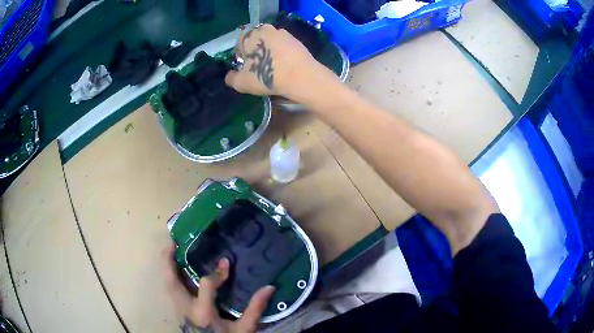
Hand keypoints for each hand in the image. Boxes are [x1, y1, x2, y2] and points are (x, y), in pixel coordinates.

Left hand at [163, 243, 274, 332]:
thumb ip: (255, 309)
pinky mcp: (177, 311)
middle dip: (168, 259)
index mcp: (203, 312)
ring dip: (167, 265)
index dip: (217, 273)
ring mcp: (178, 309)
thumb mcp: (244, 329)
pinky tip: (177, 269)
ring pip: (167, 283)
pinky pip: (171, 289)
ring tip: (171, 249)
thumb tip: (269, 287)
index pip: (206, 285)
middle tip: (172, 241)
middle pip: (171, 280)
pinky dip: (171, 275)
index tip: (226, 263)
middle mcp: (185, 308)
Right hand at [225, 24, 323, 98]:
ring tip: (273, 68)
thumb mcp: (242, 83)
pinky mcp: (297, 41)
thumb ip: (231, 78)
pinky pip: (284, 47)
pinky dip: (283, 54)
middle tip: (259, 68)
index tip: (245, 67)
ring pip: (271, 43)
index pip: (240, 42)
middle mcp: (266, 29)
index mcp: (250, 35)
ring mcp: (284, 34)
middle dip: (256, 52)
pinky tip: (285, 67)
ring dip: (270, 52)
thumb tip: (229, 76)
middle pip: (256, 41)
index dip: (241, 55)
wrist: (302, 77)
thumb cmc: (267, 76)